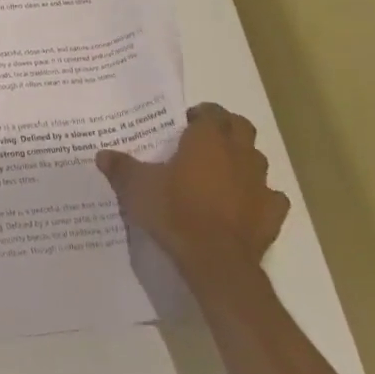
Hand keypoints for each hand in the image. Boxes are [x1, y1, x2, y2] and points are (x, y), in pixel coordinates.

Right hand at [96, 104, 289, 282]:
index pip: (212, 112)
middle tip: (205, 140)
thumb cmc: (174, 211)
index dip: (201, 114)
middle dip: (226, 128)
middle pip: (242, 128)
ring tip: (221, 172)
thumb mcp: (136, 187)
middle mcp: (238, 154)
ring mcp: (260, 185)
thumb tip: (102, 154)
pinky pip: (271, 197)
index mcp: (207, 140)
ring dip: (243, 160)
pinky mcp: (273, 215)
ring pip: (257, 159)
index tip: (185, 123)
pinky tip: (244, 204)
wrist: (216, 261)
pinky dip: (259, 196)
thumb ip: (121, 167)